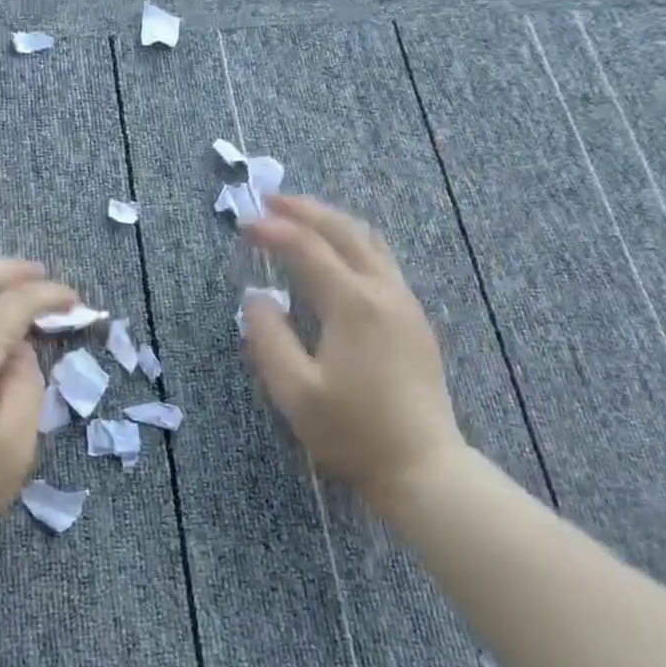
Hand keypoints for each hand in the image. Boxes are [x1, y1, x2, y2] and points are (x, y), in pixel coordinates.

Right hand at [240, 195, 465, 513]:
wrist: (422, 466)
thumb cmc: (353, 432)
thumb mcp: (295, 392)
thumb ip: (268, 339)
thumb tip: (256, 298)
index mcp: (353, 304)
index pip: (307, 249)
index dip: (273, 231)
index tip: (243, 223)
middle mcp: (384, 292)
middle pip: (345, 231)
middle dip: (305, 210)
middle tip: (269, 200)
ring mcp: (405, 304)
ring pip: (370, 242)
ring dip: (332, 222)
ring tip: (300, 217)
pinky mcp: (414, 320)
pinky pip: (381, 262)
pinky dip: (352, 243)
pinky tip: (336, 256)